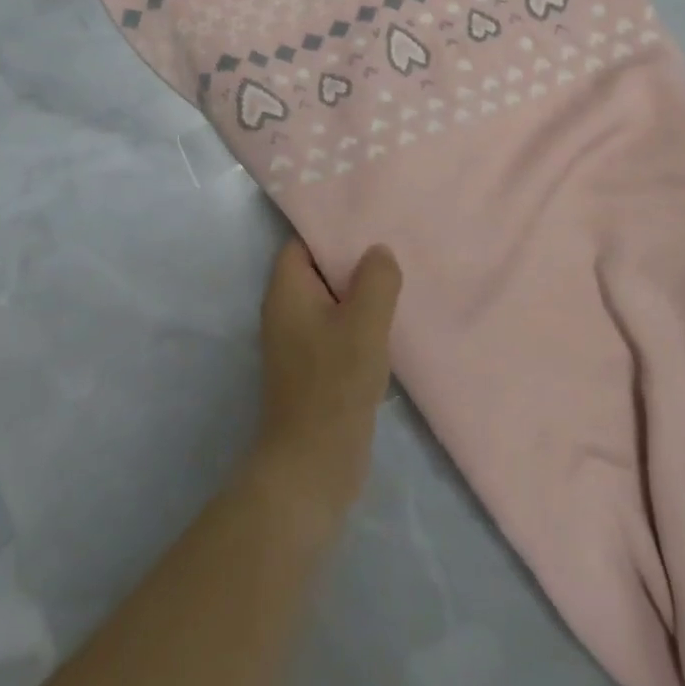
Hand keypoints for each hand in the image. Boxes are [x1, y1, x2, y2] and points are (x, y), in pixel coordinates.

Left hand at [253, 240, 402, 529]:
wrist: (313, 464)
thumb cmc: (334, 384)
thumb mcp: (364, 324)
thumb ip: (375, 281)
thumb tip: (378, 252)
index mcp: (286, 290)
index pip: (304, 242)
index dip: (334, 229)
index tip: (370, 221)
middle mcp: (285, 310)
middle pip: (319, 269)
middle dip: (353, 260)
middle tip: (393, 247)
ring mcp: (298, 341)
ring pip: (332, 301)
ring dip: (360, 294)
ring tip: (399, 280)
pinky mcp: (313, 367)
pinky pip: (337, 329)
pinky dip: (359, 323)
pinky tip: (391, 323)